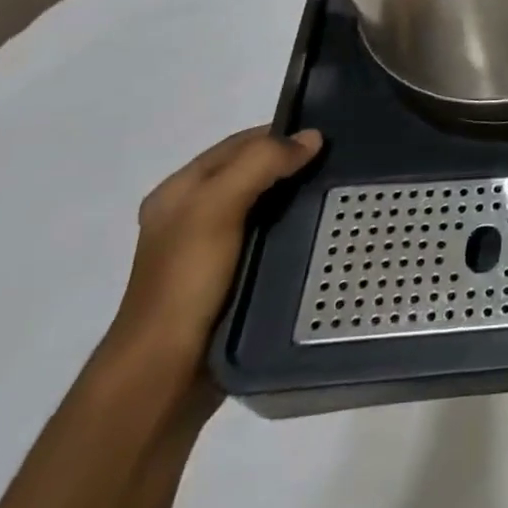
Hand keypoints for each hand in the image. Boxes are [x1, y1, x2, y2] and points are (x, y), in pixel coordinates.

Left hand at [104, 127, 323, 374]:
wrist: (166, 371)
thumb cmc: (186, 281)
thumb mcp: (216, 208)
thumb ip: (260, 165)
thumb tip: (312, 138)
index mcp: (180, 192)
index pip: (238, 145)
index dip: (279, 135)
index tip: (327, 137)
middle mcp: (194, 215)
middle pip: (253, 173)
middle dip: (293, 165)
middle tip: (342, 164)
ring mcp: (213, 249)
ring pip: (266, 206)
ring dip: (298, 198)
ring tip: (341, 195)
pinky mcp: (234, 277)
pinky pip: (272, 238)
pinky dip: (296, 230)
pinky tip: (322, 232)